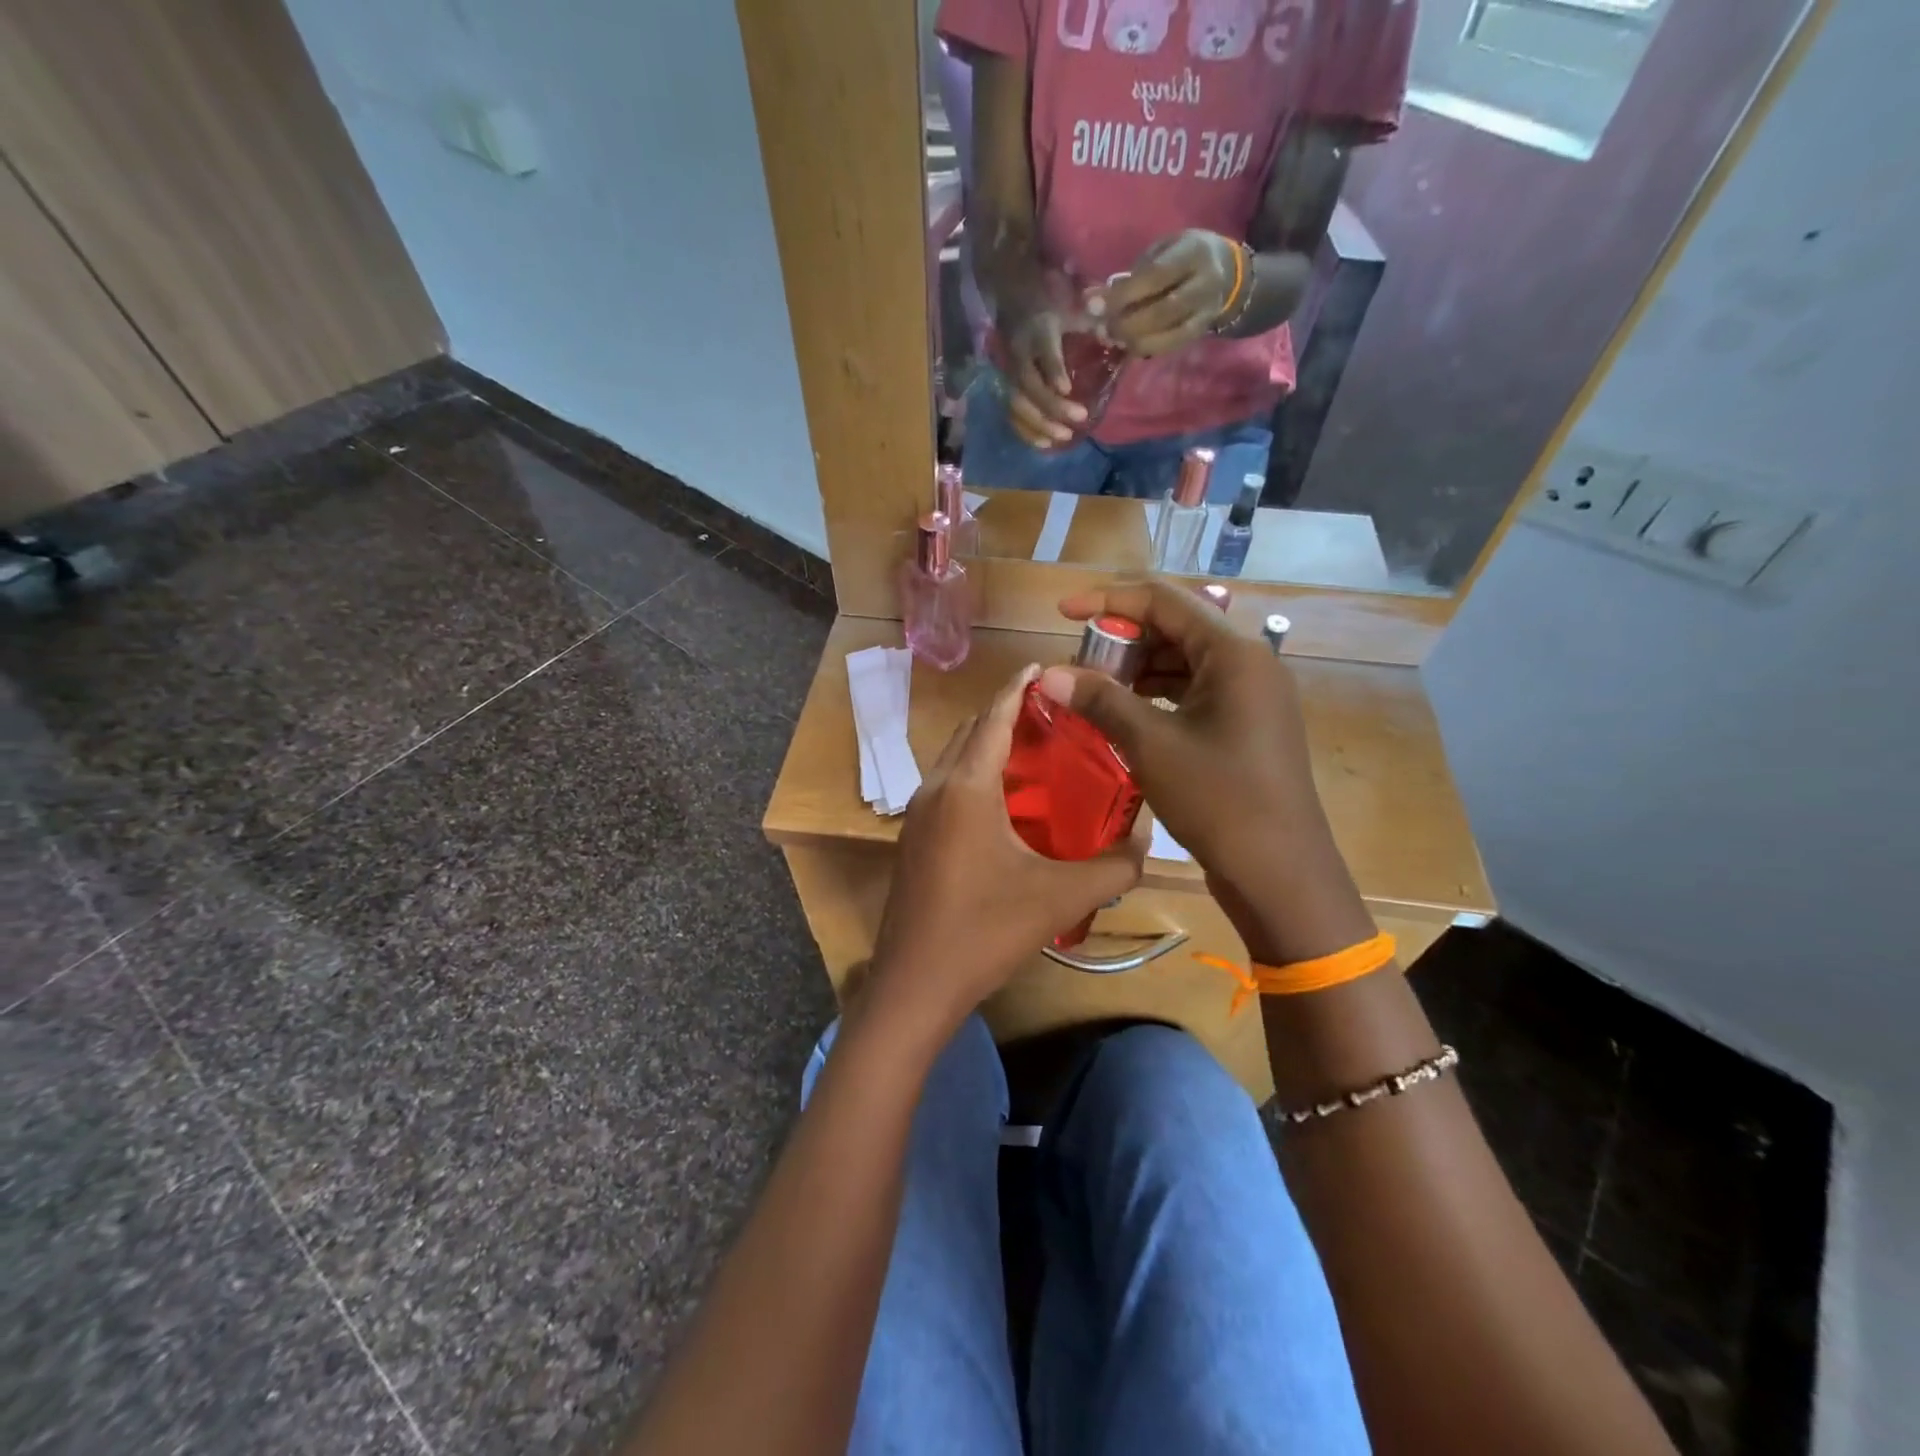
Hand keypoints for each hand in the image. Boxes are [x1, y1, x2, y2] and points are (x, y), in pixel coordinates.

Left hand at [867, 664, 1144, 1034]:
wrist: (915, 984)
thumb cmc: (986, 931)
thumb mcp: (1061, 898)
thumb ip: (1114, 866)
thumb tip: (1148, 842)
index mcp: (967, 787)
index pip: (995, 717)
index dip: (1019, 688)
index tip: (1043, 666)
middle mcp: (935, 789)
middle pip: (971, 731)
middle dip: (1006, 713)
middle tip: (1053, 715)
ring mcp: (916, 814)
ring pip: (954, 759)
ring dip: (987, 745)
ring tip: (1034, 753)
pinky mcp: (912, 839)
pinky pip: (946, 786)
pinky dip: (973, 775)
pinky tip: (1004, 803)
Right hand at [999, 307, 1086, 447]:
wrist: (1014, 302)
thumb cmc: (1052, 307)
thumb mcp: (1073, 307)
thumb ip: (1094, 323)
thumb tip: (1118, 338)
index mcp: (1039, 330)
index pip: (1044, 352)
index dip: (1053, 370)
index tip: (1067, 389)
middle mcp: (1020, 354)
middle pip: (1030, 385)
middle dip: (1052, 406)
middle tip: (1078, 418)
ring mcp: (1010, 373)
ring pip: (1018, 403)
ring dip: (1039, 424)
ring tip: (1064, 437)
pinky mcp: (1006, 388)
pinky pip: (1013, 415)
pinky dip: (1027, 432)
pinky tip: (1045, 444)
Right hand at [1037, 581, 1372, 964]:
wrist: (1280, 874)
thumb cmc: (1219, 800)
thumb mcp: (1152, 745)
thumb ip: (1100, 701)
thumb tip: (1049, 673)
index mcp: (1234, 654)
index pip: (1164, 600)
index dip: (1108, 600)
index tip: (1063, 612)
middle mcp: (1249, 663)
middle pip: (1175, 628)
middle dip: (1122, 640)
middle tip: (1077, 663)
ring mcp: (1251, 696)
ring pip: (1184, 662)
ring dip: (1137, 670)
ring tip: (1093, 691)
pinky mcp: (1246, 726)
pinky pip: (1194, 693)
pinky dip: (1157, 696)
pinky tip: (1124, 716)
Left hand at [1101, 230, 1238, 357]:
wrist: (1227, 274)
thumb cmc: (1183, 257)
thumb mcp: (1162, 250)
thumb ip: (1132, 274)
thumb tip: (1093, 299)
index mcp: (1194, 252)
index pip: (1155, 277)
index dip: (1122, 295)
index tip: (1094, 305)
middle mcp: (1205, 284)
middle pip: (1162, 311)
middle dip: (1126, 323)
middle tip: (1102, 327)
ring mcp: (1205, 312)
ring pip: (1167, 336)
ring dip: (1134, 341)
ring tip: (1113, 337)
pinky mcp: (1199, 334)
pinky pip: (1170, 347)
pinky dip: (1145, 349)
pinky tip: (1129, 345)